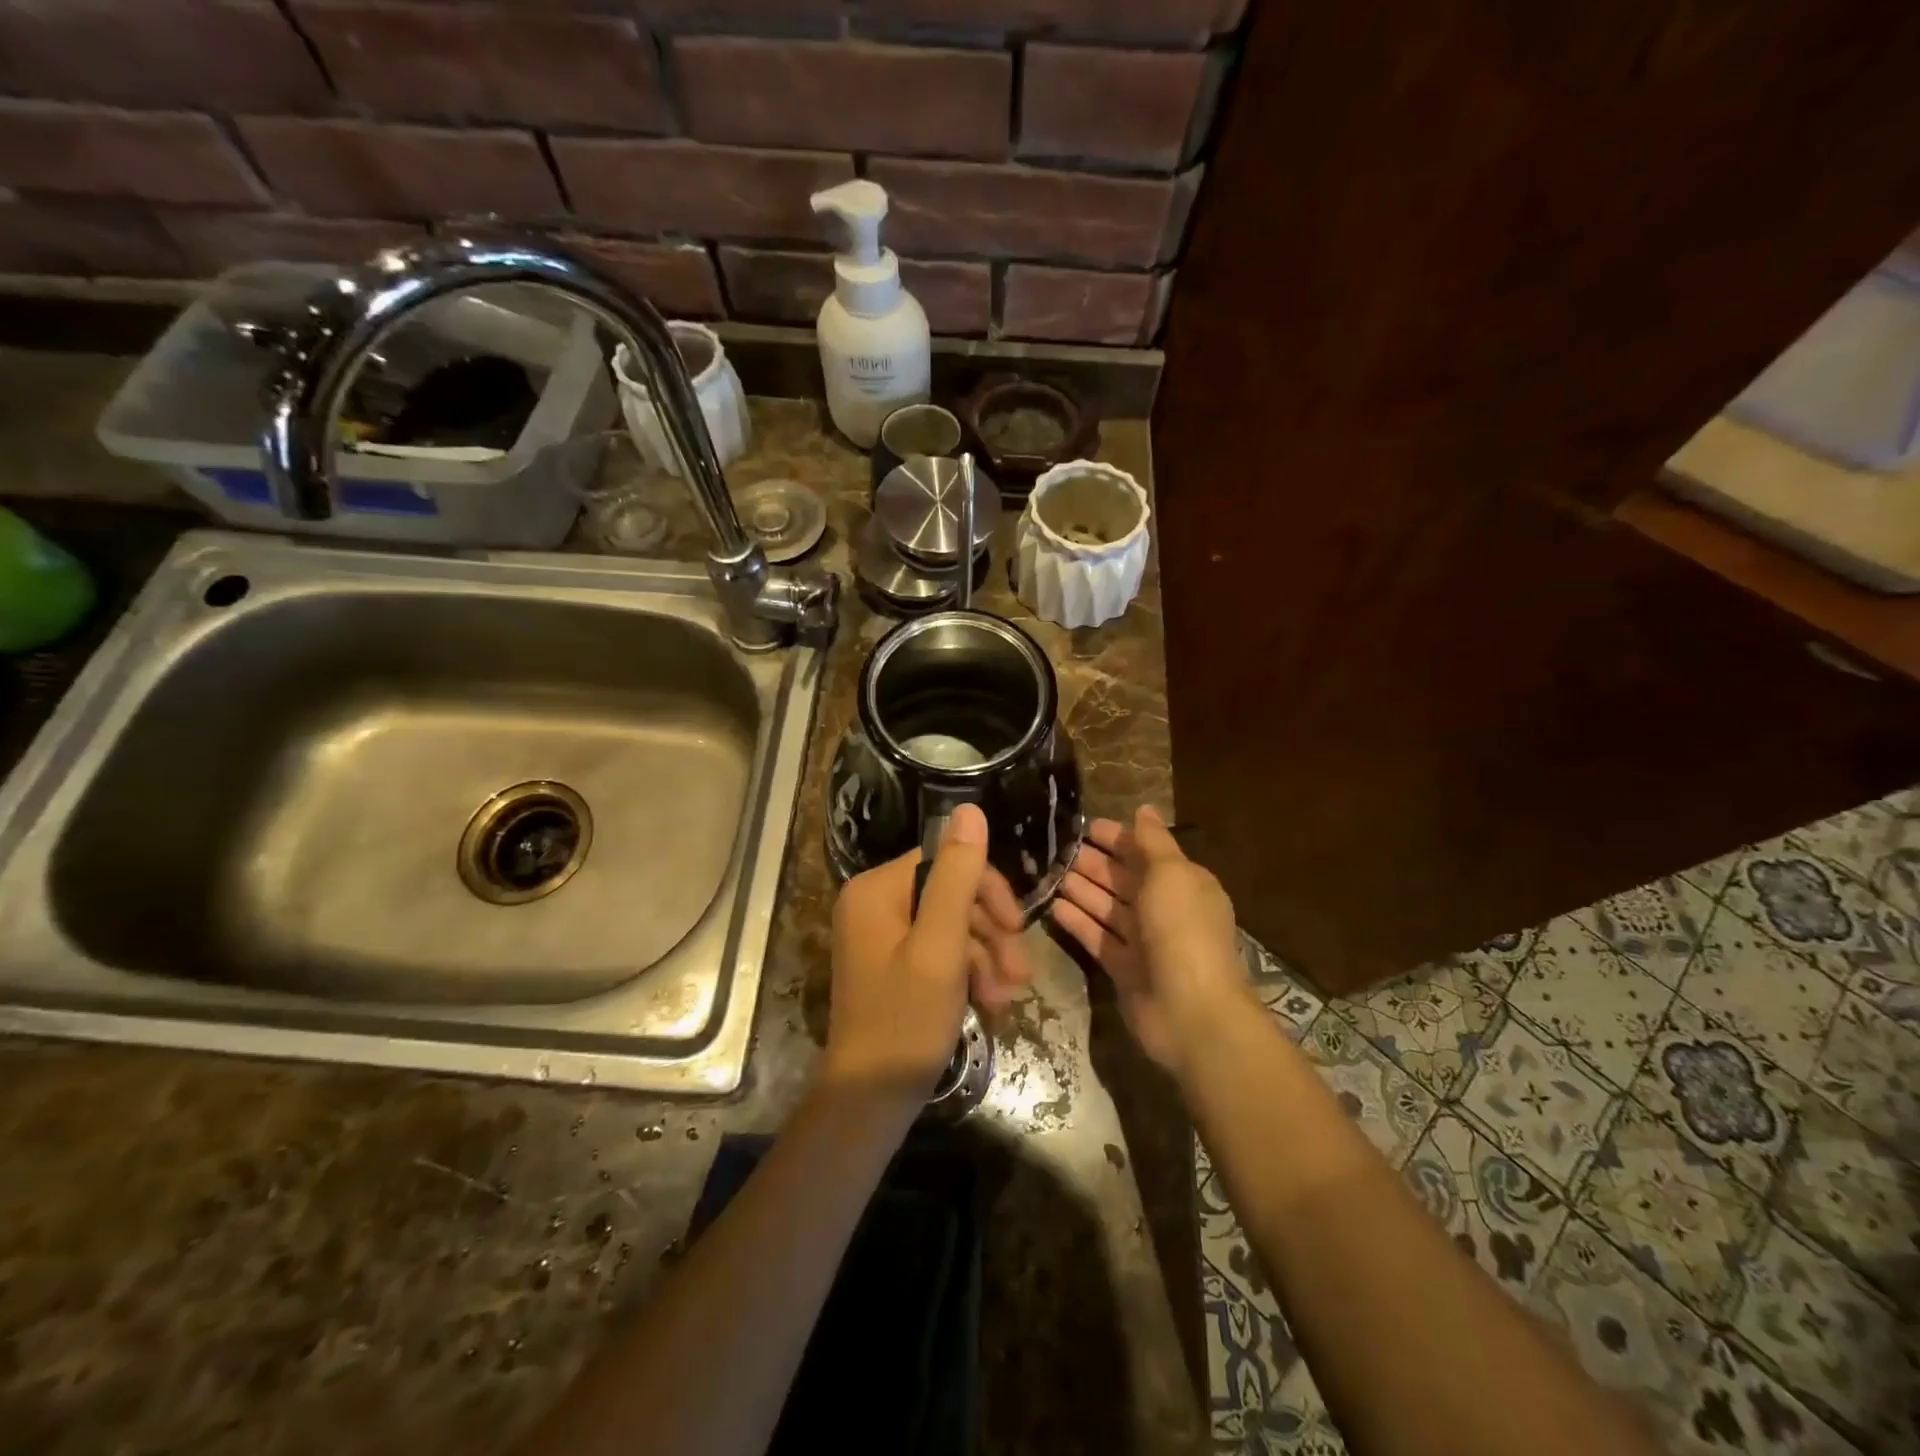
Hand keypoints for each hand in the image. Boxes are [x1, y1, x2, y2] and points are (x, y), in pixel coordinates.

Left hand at [824, 804, 1030, 1108]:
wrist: (870, 1101)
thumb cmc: (905, 1020)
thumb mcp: (940, 946)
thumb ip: (958, 876)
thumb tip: (969, 808)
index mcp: (877, 889)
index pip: (946, 862)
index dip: (988, 890)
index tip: (1017, 927)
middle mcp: (873, 904)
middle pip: (950, 895)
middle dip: (990, 933)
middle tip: (1020, 974)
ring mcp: (881, 936)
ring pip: (950, 926)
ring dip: (985, 958)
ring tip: (1007, 998)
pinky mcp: (892, 965)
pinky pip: (938, 952)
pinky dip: (967, 974)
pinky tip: (990, 1004)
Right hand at [1051, 805, 1250, 1075]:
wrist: (1191, 1011)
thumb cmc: (1182, 930)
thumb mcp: (1171, 874)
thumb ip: (1153, 841)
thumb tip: (1145, 809)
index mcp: (1184, 883)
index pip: (1146, 852)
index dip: (1117, 838)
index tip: (1084, 827)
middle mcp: (1165, 909)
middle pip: (1124, 879)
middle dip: (1094, 863)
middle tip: (1056, 848)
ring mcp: (1145, 942)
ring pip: (1108, 908)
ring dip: (1082, 890)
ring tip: (1049, 873)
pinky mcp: (1125, 969)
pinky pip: (1098, 938)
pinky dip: (1079, 922)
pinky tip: (1053, 906)